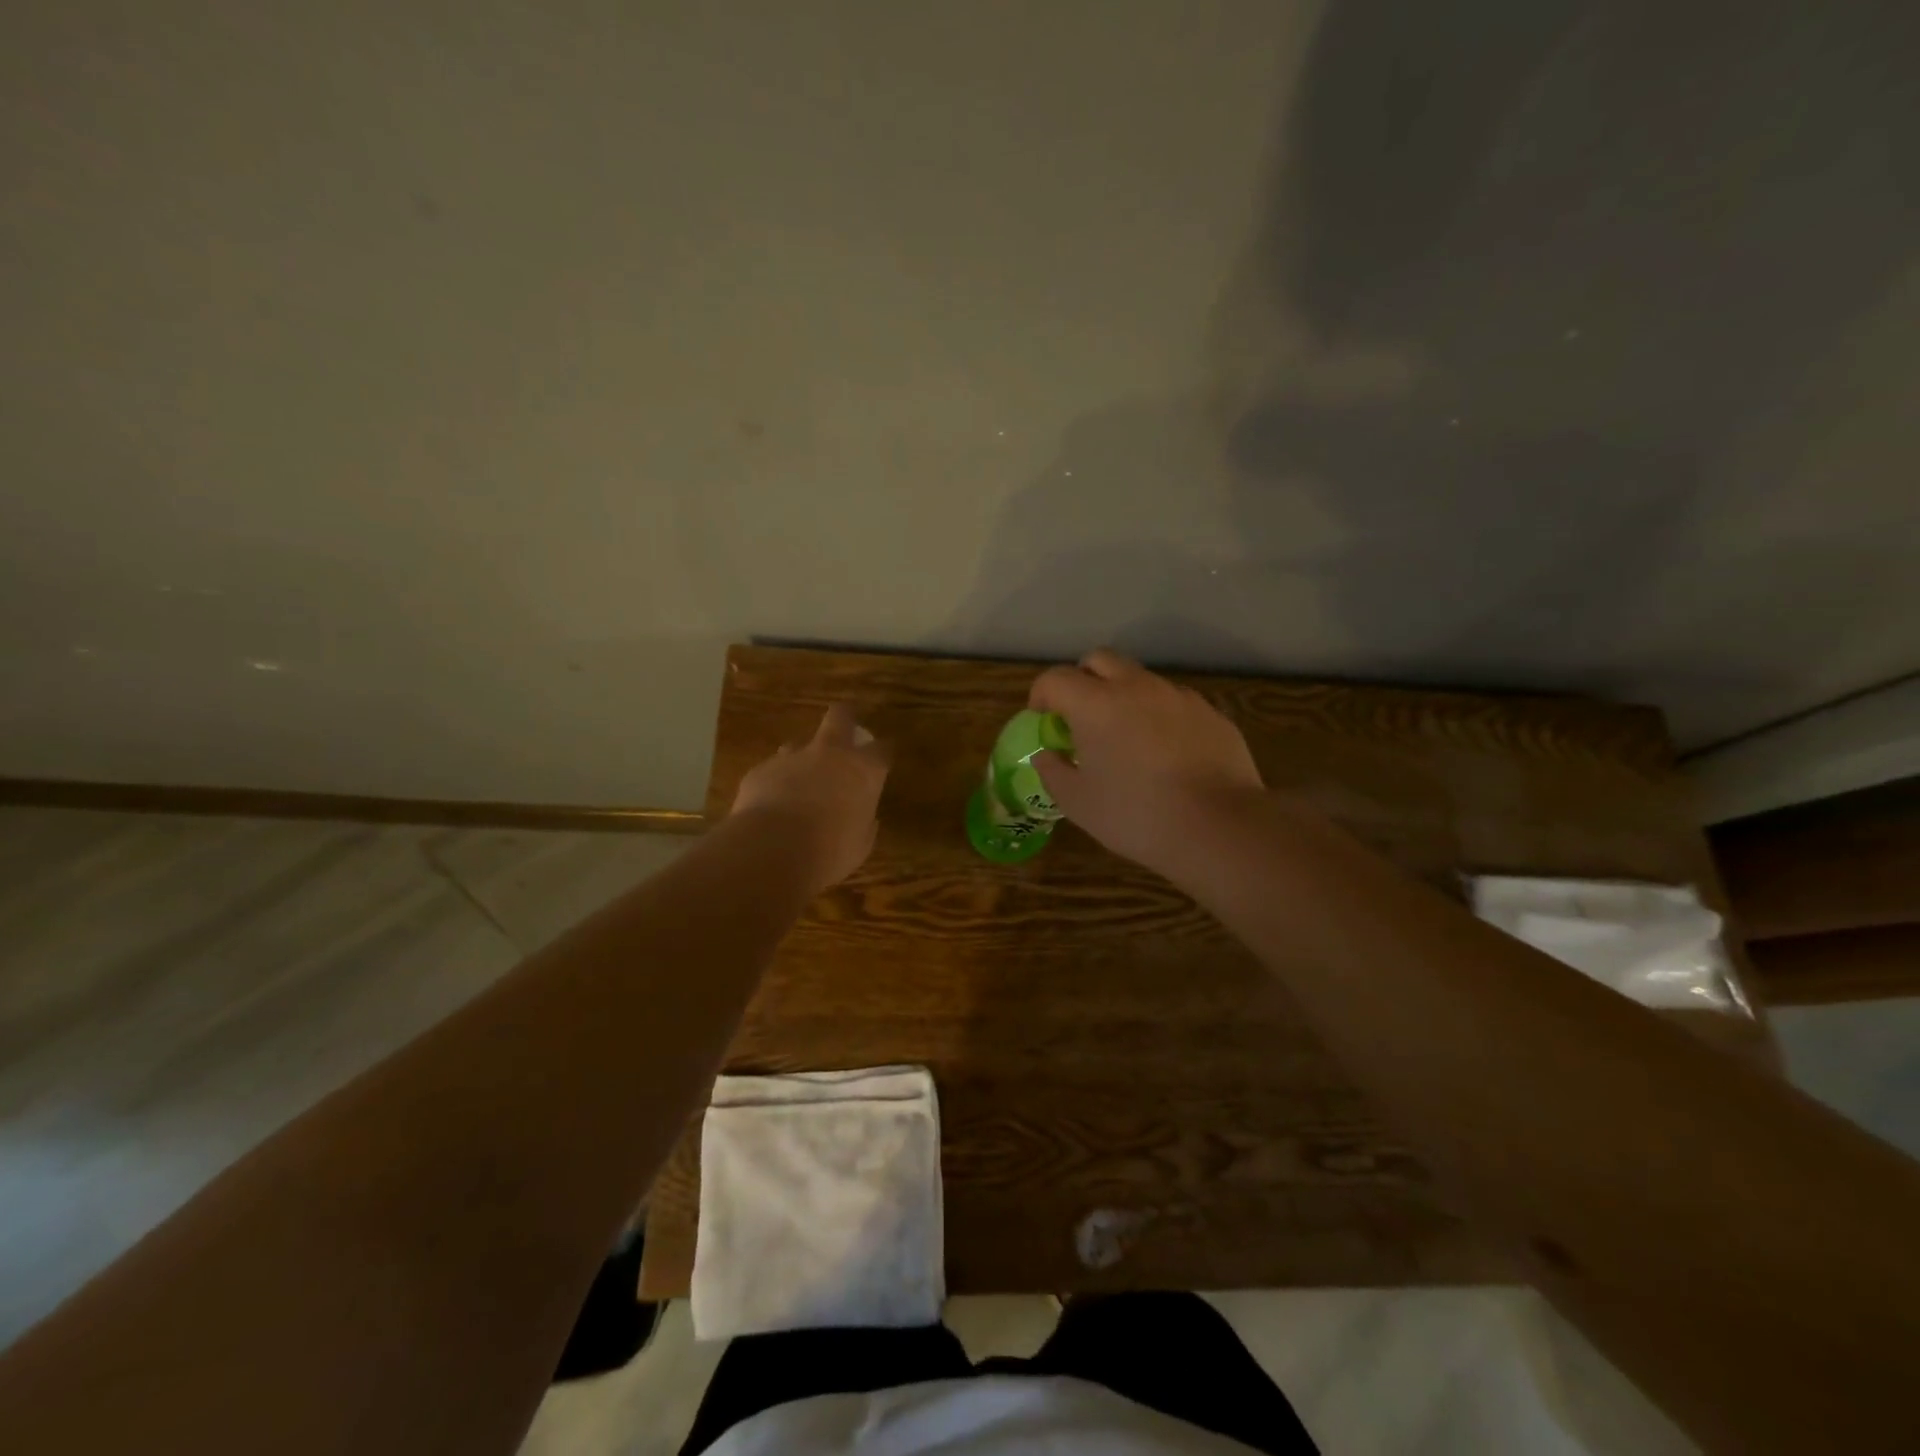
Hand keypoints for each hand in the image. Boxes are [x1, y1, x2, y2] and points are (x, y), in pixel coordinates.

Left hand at [731, 703, 889, 893]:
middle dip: (844, 718)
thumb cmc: (830, 851)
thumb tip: (864, 819)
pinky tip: (771, 808)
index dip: (883, 753)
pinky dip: (775, 785)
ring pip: (799, 744)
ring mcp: (792, 758)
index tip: (882, 760)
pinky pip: (772, 772)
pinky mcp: (761, 770)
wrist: (773, 849)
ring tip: (799, 783)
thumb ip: (864, 824)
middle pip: (840, 717)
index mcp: (863, 771)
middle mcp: (830, 754)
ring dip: (802, 759)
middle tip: (844, 731)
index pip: (882, 749)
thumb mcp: (860, 845)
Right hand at [1029, 649, 1263, 874]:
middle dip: (1082, 681)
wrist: (1219, 827)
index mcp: (1096, 704)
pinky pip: (1173, 703)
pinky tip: (1166, 754)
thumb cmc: (1136, 815)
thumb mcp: (1078, 803)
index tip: (1042, 719)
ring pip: (1140, 680)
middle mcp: (1137, 687)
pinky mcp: (1210, 713)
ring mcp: (1178, 696)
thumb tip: (1046, 756)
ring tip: (1126, 739)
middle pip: (1100, 660)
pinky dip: (1158, 716)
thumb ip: (1053, 772)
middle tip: (1080, 717)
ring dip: (1123, 697)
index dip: (1041, 695)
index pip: (1056, 678)